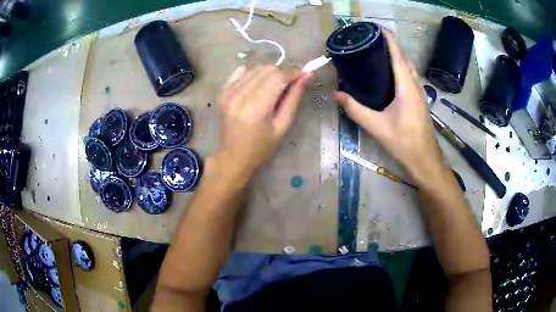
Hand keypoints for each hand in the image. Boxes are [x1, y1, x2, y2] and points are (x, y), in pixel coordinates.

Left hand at [216, 65, 311, 178]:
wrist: (233, 156)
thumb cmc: (261, 146)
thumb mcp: (282, 126)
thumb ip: (294, 99)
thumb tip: (306, 75)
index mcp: (256, 108)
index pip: (278, 77)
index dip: (293, 72)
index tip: (303, 73)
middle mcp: (239, 96)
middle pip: (266, 69)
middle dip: (282, 73)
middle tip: (289, 84)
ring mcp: (228, 92)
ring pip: (255, 68)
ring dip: (268, 73)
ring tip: (273, 88)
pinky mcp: (222, 92)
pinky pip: (240, 72)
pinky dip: (252, 74)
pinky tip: (257, 86)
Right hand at [333, 30, 444, 183]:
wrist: (425, 160)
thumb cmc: (404, 142)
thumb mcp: (377, 126)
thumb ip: (355, 110)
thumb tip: (336, 95)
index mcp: (406, 87)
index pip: (397, 55)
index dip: (388, 39)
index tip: (377, 28)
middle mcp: (415, 85)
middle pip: (404, 58)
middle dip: (391, 45)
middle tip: (373, 40)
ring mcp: (420, 93)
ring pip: (409, 67)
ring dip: (397, 56)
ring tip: (380, 53)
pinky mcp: (419, 100)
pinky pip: (410, 76)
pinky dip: (401, 68)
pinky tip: (390, 75)